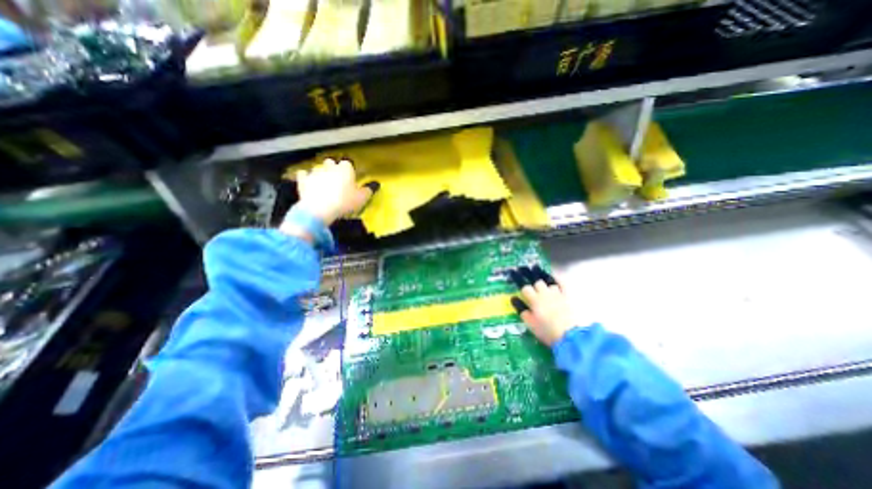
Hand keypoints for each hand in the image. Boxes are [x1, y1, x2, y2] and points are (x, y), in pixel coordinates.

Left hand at [295, 158, 375, 226]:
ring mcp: (315, 172)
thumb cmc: (344, 202)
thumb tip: (375, 184)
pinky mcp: (303, 180)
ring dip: (321, 174)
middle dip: (333, 169)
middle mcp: (330, 167)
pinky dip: (306, 177)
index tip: (351, 178)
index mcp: (345, 169)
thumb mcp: (362, 199)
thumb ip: (368, 190)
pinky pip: (304, 174)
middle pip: (331, 163)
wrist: (320, 209)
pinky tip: (309, 183)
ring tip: (324, 184)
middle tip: (337, 180)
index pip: (348, 164)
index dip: (349, 171)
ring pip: (318, 168)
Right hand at [508, 266, 577, 344]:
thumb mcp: (530, 324)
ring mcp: (557, 293)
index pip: (525, 287)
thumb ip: (521, 310)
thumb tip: (513, 298)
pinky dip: (556, 278)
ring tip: (536, 268)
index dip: (518, 279)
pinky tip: (553, 275)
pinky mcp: (567, 296)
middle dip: (529, 275)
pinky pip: (561, 283)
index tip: (513, 273)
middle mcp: (545, 293)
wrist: (571, 336)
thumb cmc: (547, 331)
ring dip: (541, 275)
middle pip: (536, 281)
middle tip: (523, 268)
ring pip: (548, 281)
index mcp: (534, 300)